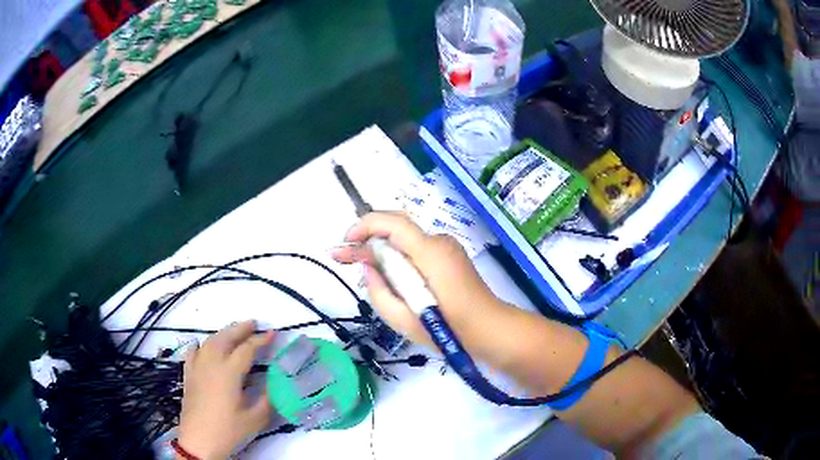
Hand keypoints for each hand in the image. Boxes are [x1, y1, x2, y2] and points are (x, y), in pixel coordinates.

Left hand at [178, 321, 273, 459]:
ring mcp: (197, 368)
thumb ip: (266, 399)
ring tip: (234, 331)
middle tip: (254, 323)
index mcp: (229, 373)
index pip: (247, 349)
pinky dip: (199, 345)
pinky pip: (192, 353)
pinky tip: (201, 345)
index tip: (273, 333)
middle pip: (225, 338)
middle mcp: (211, 364)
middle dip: (240, 329)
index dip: (261, 340)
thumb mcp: (255, 419)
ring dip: (223, 334)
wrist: (199, 442)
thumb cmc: (228, 431)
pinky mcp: (188, 376)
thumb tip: (274, 383)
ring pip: (209, 342)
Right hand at [331, 212, 502, 345]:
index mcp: (430, 254)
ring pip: (405, 238)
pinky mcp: (449, 256)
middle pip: (397, 225)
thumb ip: (380, 292)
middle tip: (343, 256)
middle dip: (367, 236)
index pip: (393, 223)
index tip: (345, 243)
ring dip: (381, 248)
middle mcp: (439, 242)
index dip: (364, 226)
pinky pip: (416, 249)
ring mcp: (447, 247)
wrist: (490, 330)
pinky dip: (397, 257)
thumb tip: (367, 267)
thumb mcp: (405, 320)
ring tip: (361, 269)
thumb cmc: (450, 330)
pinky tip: (387, 275)